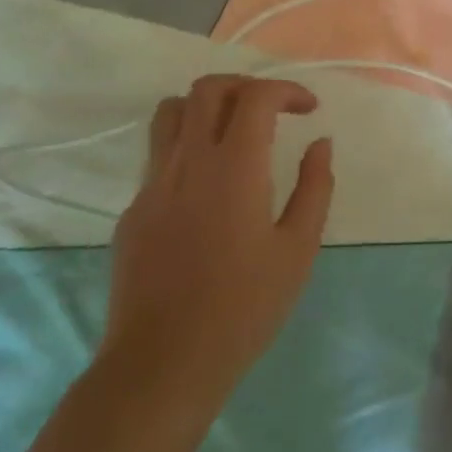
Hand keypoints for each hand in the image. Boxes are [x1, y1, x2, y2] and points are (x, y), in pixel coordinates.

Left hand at [98, 75, 333, 407]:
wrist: (162, 365)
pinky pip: (158, 156)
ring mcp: (153, 184)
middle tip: (271, 111)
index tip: (309, 110)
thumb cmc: (243, 308)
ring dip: (206, 107)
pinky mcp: (132, 210)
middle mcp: (189, 161)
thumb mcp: (298, 250)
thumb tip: (320, 144)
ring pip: (171, 112)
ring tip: (233, 132)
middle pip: (208, 88)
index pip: (257, 96)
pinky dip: (187, 149)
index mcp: (234, 166)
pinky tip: (207, 189)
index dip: (287, 90)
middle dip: (245, 86)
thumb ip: (315, 187)